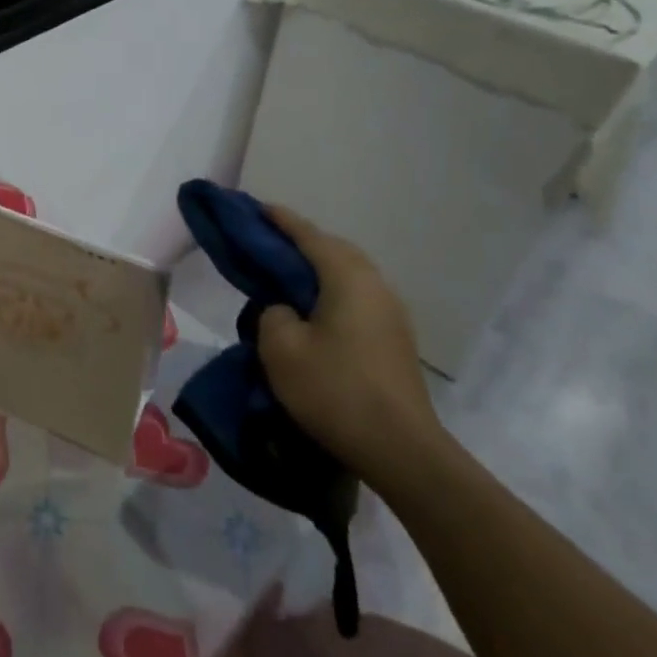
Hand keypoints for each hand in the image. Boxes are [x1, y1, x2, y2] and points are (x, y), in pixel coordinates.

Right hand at [255, 206, 443, 490]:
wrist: (400, 449)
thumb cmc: (334, 390)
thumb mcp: (280, 348)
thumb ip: (272, 313)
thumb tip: (285, 310)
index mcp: (347, 277)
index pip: (308, 235)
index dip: (280, 220)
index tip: (256, 208)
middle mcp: (375, 285)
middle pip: (334, 249)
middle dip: (301, 242)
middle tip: (267, 243)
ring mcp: (391, 312)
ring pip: (348, 274)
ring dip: (318, 269)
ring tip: (286, 276)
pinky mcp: (395, 338)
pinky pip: (356, 297)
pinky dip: (331, 291)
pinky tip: (313, 311)